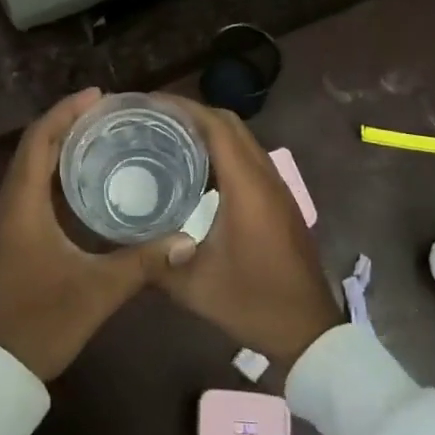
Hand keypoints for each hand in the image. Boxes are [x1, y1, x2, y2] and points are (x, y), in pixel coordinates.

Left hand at [0, 89, 189, 381]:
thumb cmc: (39, 322)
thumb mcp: (96, 291)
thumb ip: (142, 262)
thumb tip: (187, 239)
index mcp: (21, 203)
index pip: (39, 139)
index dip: (66, 111)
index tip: (98, 96)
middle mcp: (5, 204)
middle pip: (34, 148)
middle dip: (67, 125)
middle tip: (108, 115)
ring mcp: (1, 223)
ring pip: (29, 170)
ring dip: (59, 150)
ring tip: (99, 140)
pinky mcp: (4, 240)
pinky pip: (27, 191)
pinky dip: (52, 176)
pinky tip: (81, 186)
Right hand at [152, 98, 343, 368]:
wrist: (308, 330)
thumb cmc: (252, 303)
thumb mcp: (194, 287)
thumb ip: (157, 260)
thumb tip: (125, 238)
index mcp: (247, 186)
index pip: (216, 126)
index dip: (183, 108)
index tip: (150, 104)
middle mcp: (265, 176)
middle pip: (230, 124)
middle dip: (193, 112)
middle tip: (153, 118)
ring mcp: (277, 187)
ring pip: (242, 139)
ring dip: (210, 130)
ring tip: (170, 136)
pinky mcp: (280, 200)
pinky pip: (249, 157)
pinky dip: (223, 149)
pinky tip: (197, 169)